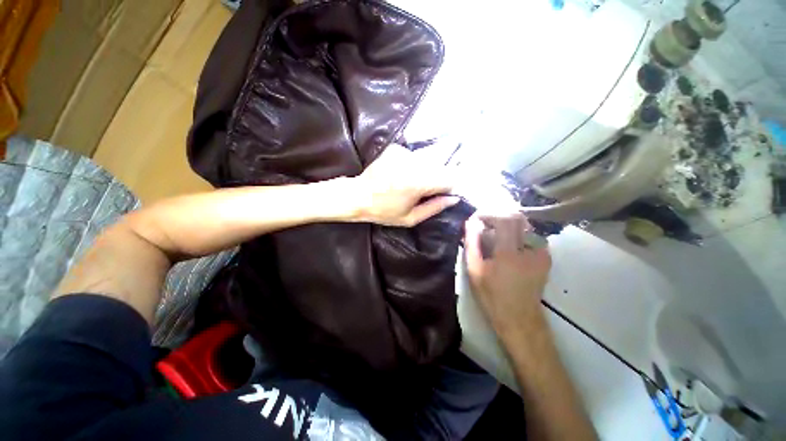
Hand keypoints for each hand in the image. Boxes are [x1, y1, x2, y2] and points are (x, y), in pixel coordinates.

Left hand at [352, 144, 459, 226]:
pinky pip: (414, 156)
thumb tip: (454, 198)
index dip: (449, 187)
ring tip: (408, 183)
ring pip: (428, 161)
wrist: (357, 195)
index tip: (440, 195)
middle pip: (441, 167)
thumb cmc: (383, 211)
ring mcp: (404, 152)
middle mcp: (414, 163)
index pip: (451, 178)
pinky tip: (401, 174)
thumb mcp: (410, 218)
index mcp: (419, 183)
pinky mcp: (396, 148)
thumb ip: (435, 208)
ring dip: (425, 172)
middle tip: (421, 191)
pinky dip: (413, 165)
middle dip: (437, 179)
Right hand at [464, 213, 551, 335]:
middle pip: (517, 218)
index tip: (477, 218)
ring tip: (495, 235)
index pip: (504, 219)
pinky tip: (509, 245)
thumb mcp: (475, 270)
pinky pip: (531, 236)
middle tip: (485, 224)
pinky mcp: (546, 258)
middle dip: (499, 216)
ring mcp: (541, 253)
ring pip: (525, 225)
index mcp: (509, 253)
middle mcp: (529, 249)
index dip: (489, 214)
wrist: (519, 318)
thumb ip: (472, 243)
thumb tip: (470, 223)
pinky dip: (518, 234)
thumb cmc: (492, 296)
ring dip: (508, 224)